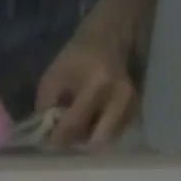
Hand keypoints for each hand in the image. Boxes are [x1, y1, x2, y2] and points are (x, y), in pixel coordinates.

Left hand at [36, 2, 140, 147]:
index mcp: (98, 84)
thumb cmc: (78, 54)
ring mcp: (132, 105)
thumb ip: (47, 106)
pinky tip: (91, 122)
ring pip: (107, 140)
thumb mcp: (55, 75)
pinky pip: (115, 133)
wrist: (111, 36)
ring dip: (89, 139)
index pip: (75, 123)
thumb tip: (44, 135)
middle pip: (97, 141)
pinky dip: (100, 132)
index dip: (58, 138)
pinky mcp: (136, 110)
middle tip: (65, 140)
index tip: (46, 143)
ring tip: (77, 127)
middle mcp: (120, 97)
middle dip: (78, 144)